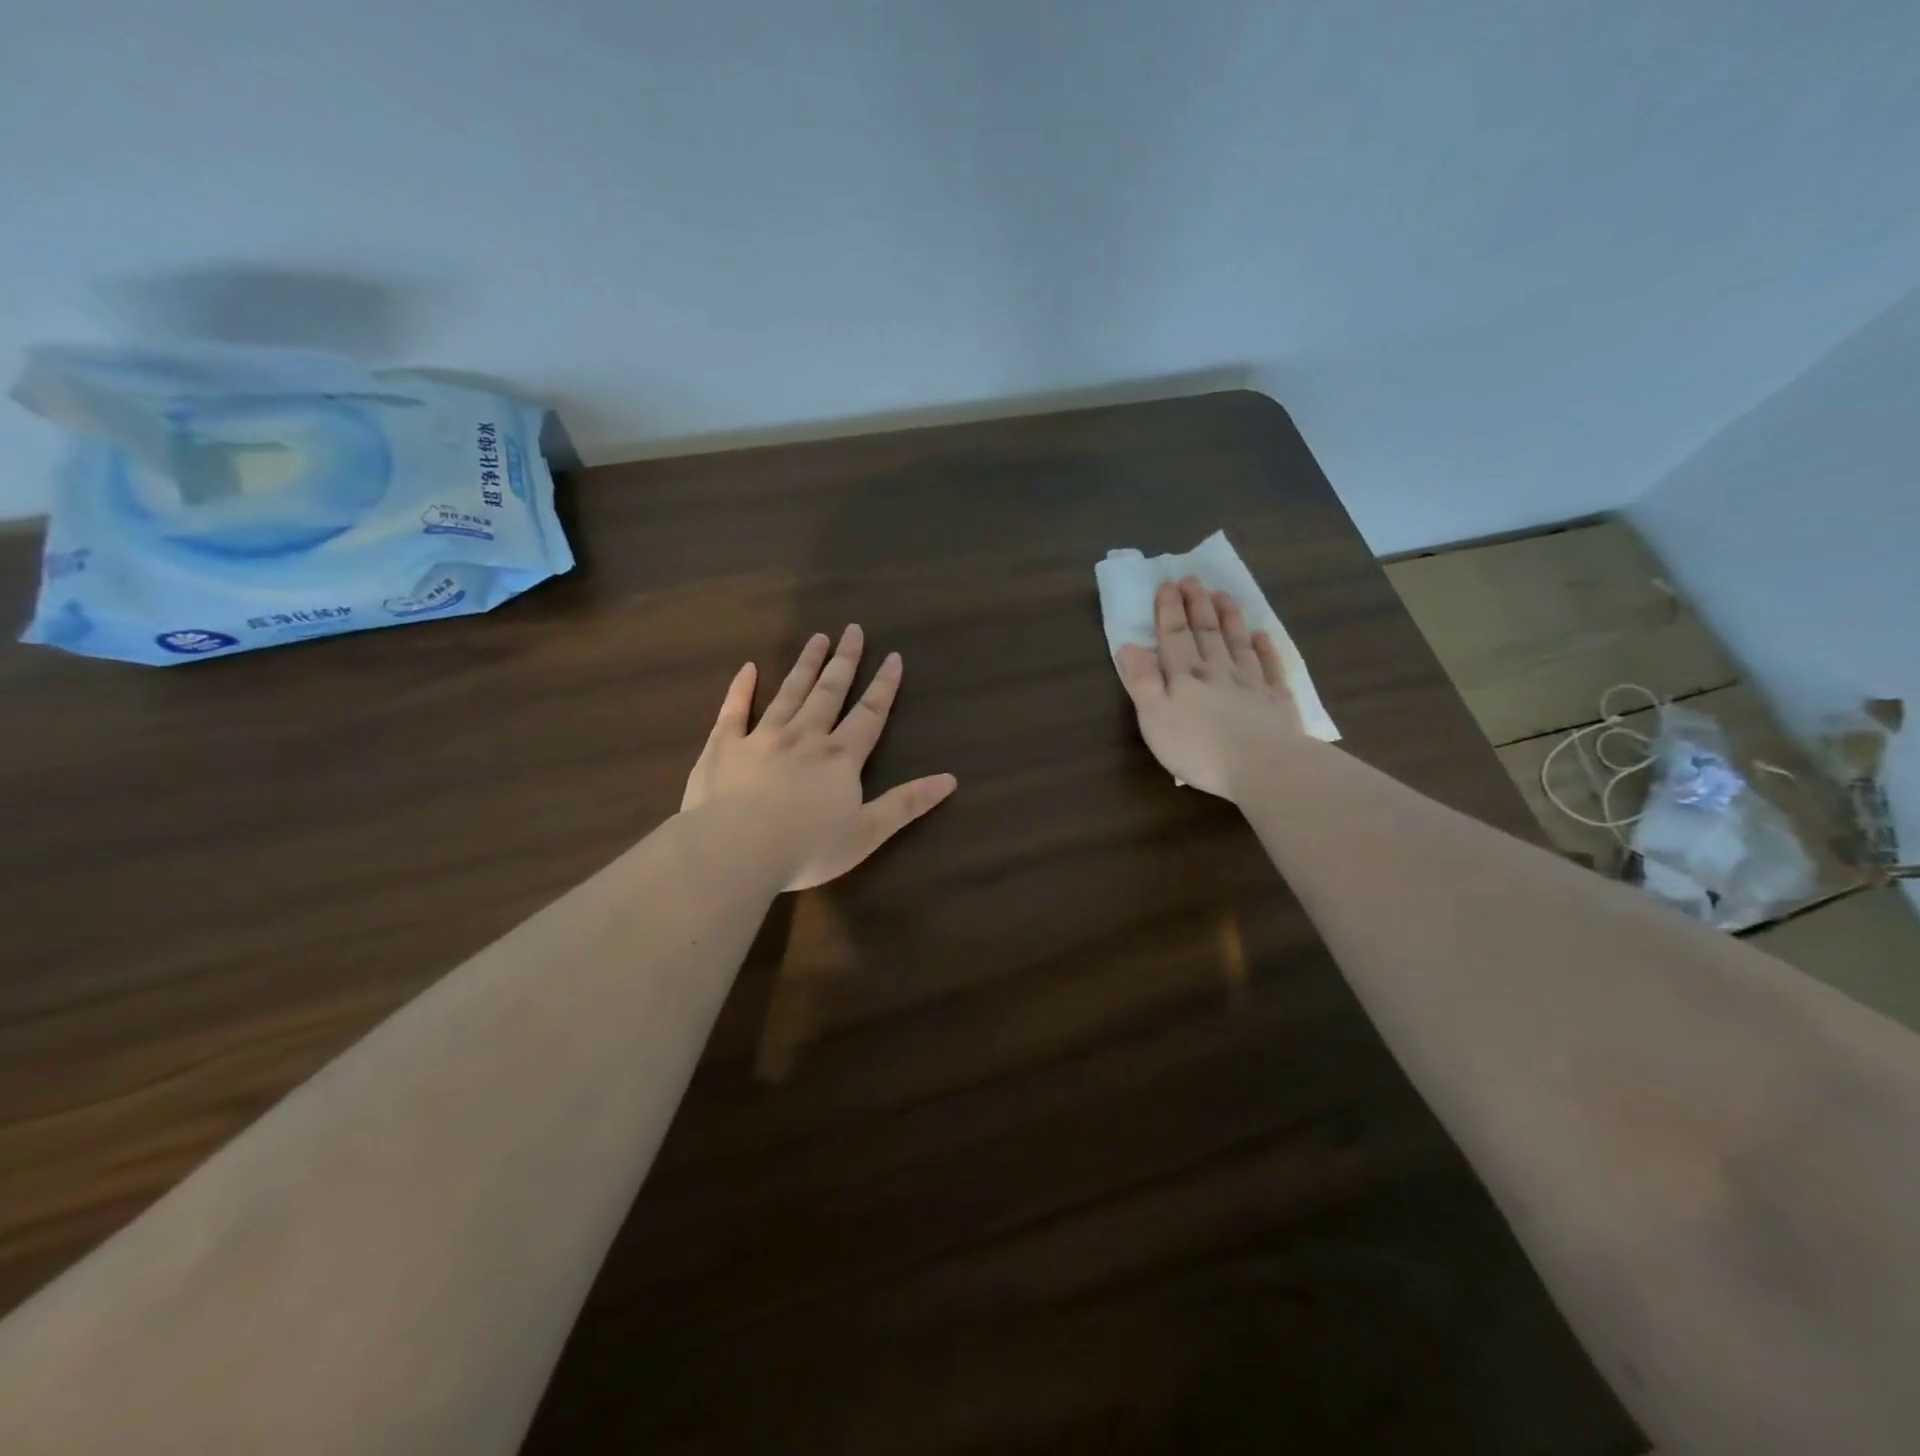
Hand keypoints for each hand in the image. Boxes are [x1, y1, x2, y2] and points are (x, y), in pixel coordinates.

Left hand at [681, 625, 957, 890]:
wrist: (736, 851)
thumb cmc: (807, 848)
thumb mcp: (868, 833)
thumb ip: (907, 803)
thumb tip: (950, 779)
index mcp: (840, 757)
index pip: (869, 714)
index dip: (884, 686)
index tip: (893, 657)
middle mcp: (804, 737)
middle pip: (829, 692)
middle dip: (844, 661)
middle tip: (853, 630)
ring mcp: (762, 738)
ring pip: (789, 693)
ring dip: (805, 665)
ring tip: (817, 639)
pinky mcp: (724, 747)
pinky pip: (734, 710)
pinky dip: (741, 688)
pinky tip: (749, 667)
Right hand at [1116, 578, 1304, 799]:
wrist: (1263, 767)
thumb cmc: (1199, 748)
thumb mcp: (1155, 718)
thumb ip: (1142, 682)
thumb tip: (1129, 647)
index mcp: (1185, 676)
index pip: (1174, 636)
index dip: (1169, 610)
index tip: (1168, 584)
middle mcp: (1218, 671)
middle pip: (1206, 632)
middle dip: (1197, 605)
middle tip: (1193, 579)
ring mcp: (1251, 684)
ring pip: (1238, 642)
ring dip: (1229, 617)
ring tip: (1223, 595)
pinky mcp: (1277, 701)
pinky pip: (1270, 667)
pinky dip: (1266, 648)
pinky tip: (1262, 635)